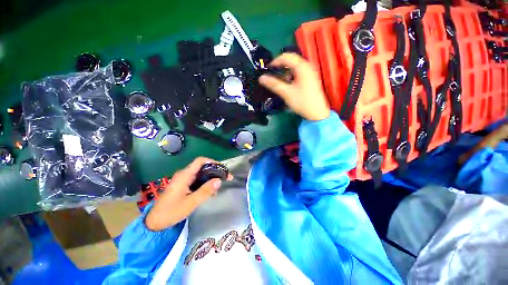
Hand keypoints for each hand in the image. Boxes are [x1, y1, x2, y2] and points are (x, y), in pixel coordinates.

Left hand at [145, 157, 232, 230]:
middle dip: (215, 171)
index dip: (213, 162)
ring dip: (210, 178)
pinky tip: (210, 192)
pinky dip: (205, 183)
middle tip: (225, 178)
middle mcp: (184, 174)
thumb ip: (206, 191)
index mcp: (185, 175)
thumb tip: (219, 180)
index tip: (222, 169)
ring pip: (200, 174)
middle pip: (202, 167)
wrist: (154, 222)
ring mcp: (183, 180)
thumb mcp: (191, 203)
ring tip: (218, 187)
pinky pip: (197, 180)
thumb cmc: (171, 212)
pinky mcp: (183, 185)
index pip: (200, 161)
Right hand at [259, 53, 329, 120]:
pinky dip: (291, 76)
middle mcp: (307, 66)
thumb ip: (273, 84)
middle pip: (291, 60)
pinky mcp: (310, 79)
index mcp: (302, 67)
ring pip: (294, 67)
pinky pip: (298, 73)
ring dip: (286, 72)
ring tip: (281, 82)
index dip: (275, 61)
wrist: (316, 113)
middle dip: (280, 67)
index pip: (286, 57)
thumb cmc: (302, 102)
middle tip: (272, 74)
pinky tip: (289, 85)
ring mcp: (310, 72)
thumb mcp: (286, 93)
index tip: (267, 69)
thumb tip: (261, 78)